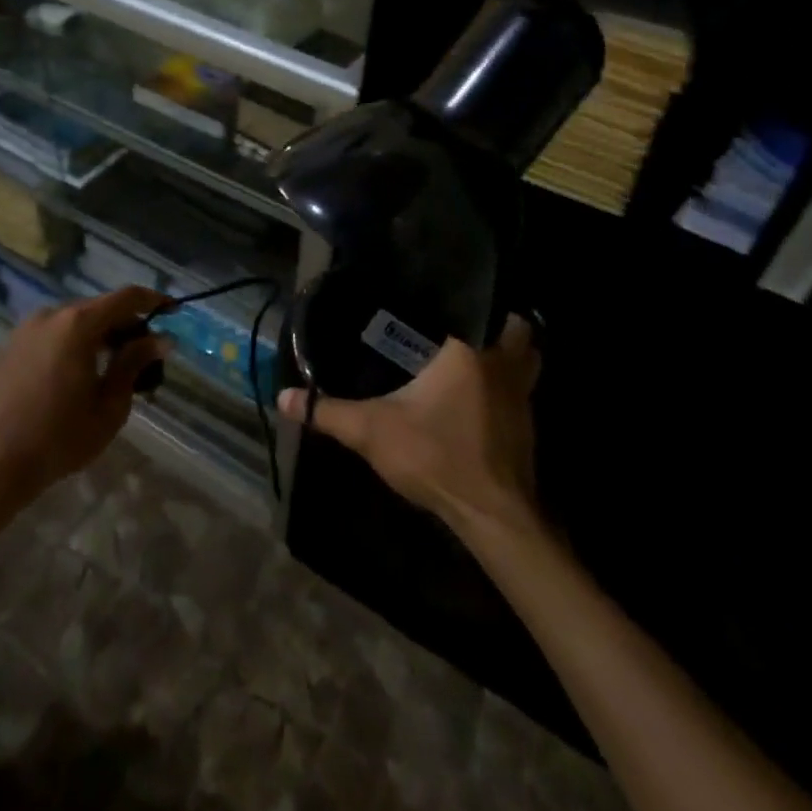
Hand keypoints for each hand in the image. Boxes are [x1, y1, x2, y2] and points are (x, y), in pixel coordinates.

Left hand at [0, 287, 168, 528]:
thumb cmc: (57, 438)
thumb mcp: (109, 406)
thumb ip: (134, 364)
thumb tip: (160, 339)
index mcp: (78, 323)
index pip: (127, 297)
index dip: (154, 301)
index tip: (174, 313)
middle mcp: (51, 315)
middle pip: (100, 308)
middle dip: (128, 325)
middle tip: (147, 356)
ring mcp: (26, 330)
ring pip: (76, 322)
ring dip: (101, 336)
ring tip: (117, 370)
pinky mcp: (10, 348)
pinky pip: (55, 335)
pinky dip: (76, 344)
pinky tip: (83, 375)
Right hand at [277, 315, 541, 537]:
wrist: (491, 514)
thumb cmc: (435, 457)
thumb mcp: (372, 431)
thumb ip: (328, 411)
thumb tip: (282, 397)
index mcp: (470, 352)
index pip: (476, 305)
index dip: (467, 295)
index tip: (442, 296)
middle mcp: (504, 365)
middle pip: (517, 327)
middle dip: (498, 321)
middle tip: (463, 323)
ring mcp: (523, 396)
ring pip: (528, 359)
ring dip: (511, 354)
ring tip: (477, 353)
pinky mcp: (529, 426)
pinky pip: (524, 391)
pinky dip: (508, 387)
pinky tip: (481, 397)